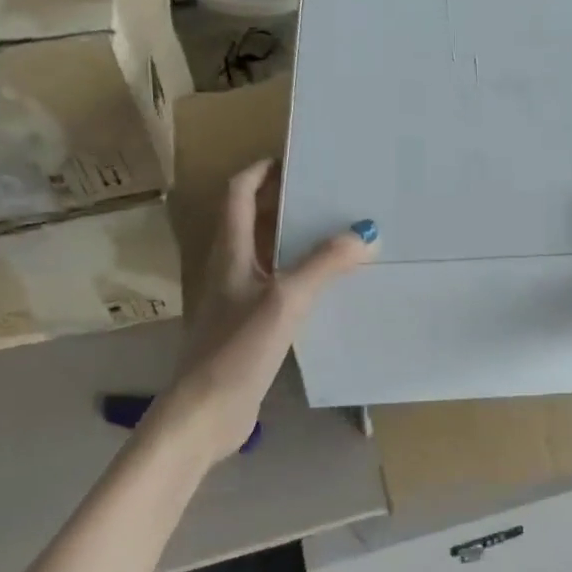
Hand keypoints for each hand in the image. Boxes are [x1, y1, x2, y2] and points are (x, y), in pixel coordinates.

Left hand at [150, 160, 376, 462]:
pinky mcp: (246, 326)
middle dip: (284, 201)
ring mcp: (235, 298)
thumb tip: (365, 231)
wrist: (205, 413)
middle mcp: (228, 268)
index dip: (261, 170)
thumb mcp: (286, 300)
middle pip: (252, 220)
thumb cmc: (237, 348)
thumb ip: (324, 265)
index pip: (238, 193)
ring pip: (265, 254)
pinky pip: (275, 285)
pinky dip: (298, 274)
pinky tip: (326, 285)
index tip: (295, 159)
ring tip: (335, 231)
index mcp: (229, 251)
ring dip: (293, 239)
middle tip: (327, 193)